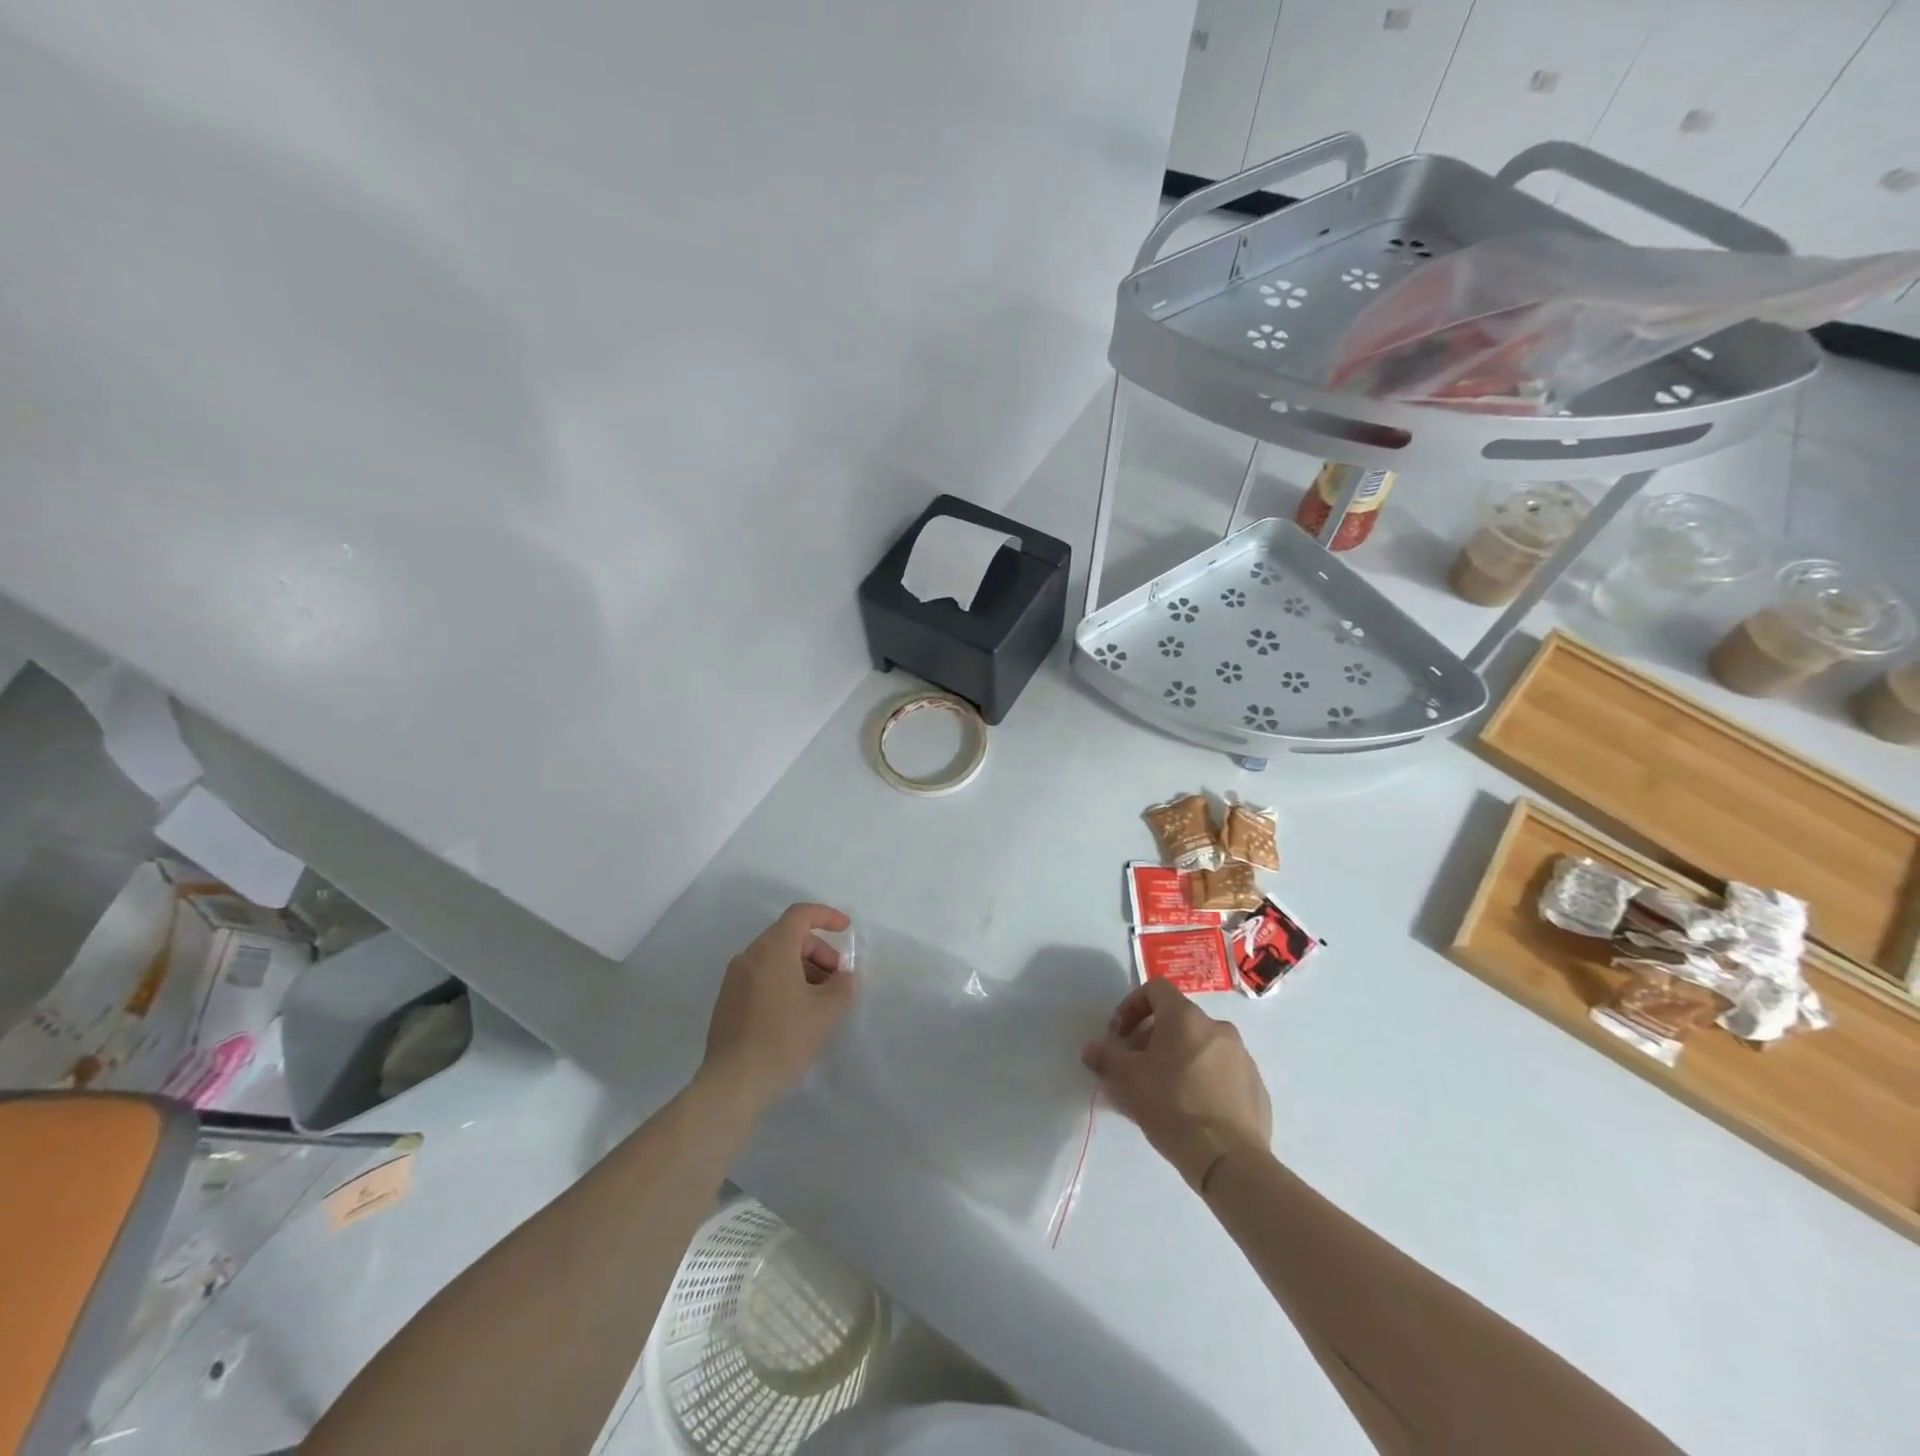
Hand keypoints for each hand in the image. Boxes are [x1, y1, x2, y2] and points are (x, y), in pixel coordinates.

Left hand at [701, 903, 856, 1113]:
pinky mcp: (728, 1002)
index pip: (800, 914)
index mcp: (772, 949)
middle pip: (789, 937)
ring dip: (802, 969)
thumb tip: (843, 976)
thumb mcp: (826, 1011)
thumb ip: (843, 985)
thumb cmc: (783, 1039)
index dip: (826, 916)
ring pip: (775, 959)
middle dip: (818, 951)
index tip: (846, 929)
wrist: (733, 1084)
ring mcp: (734, 980)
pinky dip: (784, 983)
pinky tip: (796, 1015)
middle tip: (837, 979)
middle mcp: (749, 956)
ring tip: (819, 1001)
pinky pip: (762, 978)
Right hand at [1082, 980, 1271, 1192]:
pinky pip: (1221, 1073)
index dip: (1132, 1006)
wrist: (1229, 1160)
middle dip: (1151, 1039)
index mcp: (1186, 1017)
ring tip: (1162, 1093)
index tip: (1119, 1036)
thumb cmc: (1172, 1107)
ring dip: (1178, 1060)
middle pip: (1177, 1021)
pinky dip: (1203, 1081)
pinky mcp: (1256, 1087)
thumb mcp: (1127, 1080)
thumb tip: (1092, 1049)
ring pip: (1200, 1047)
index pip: (1155, 989)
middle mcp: (1218, 1028)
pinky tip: (1192, 1111)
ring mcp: (1242, 1057)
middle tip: (1136, 1069)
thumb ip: (1106, 1057)